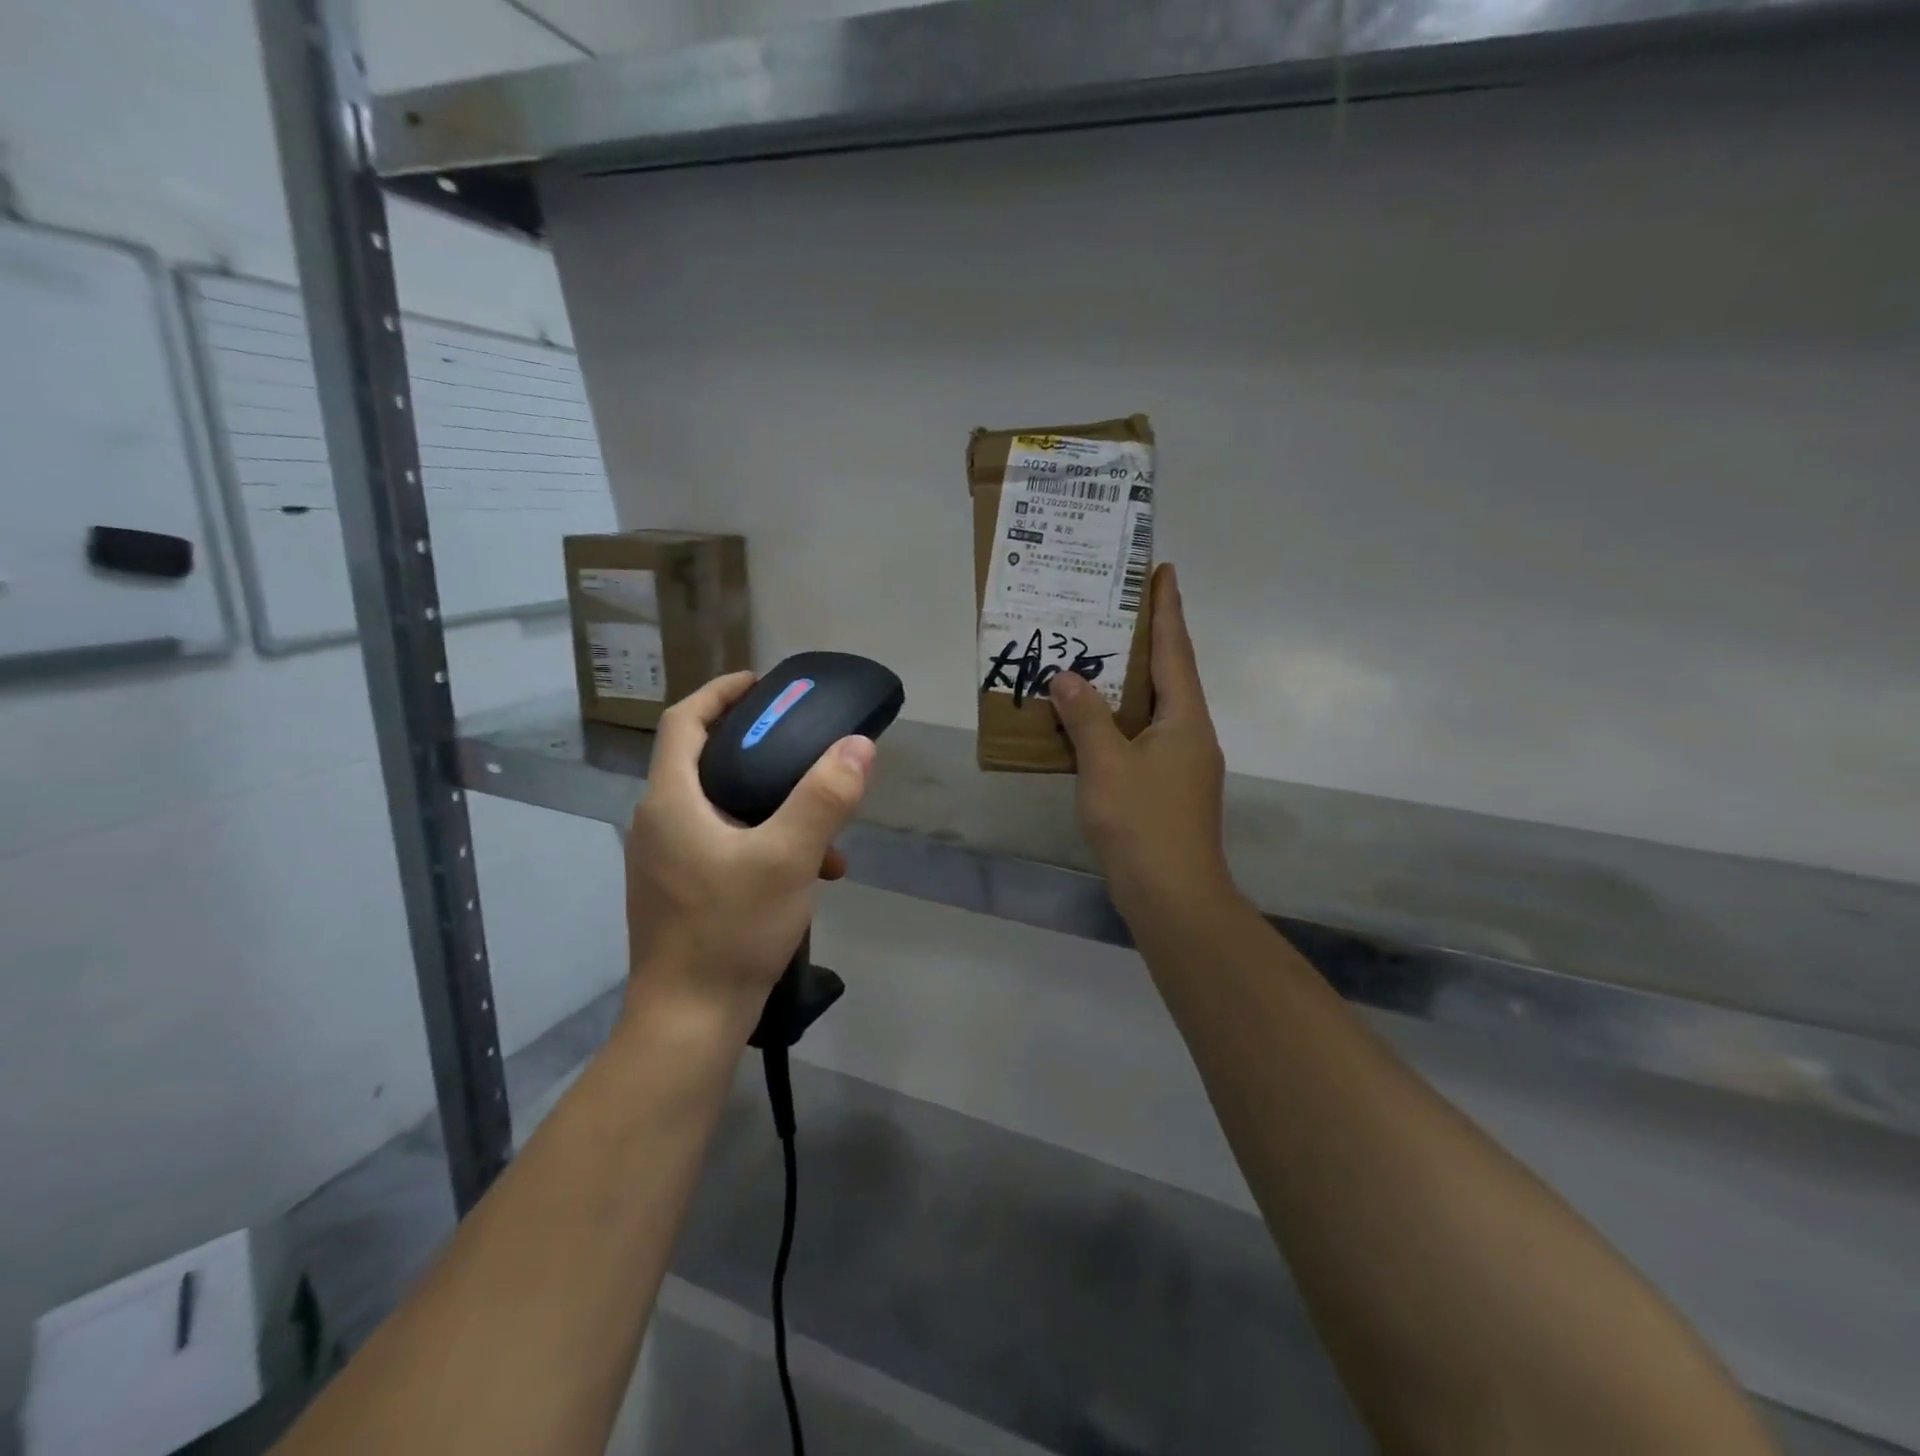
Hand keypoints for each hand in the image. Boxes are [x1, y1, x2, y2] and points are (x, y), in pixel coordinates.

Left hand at [623, 671, 875, 1038]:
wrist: (689, 1020)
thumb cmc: (730, 930)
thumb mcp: (789, 858)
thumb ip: (824, 798)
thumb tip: (858, 745)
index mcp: (670, 801)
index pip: (685, 720)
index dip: (721, 692)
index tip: (763, 684)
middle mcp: (658, 822)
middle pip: (706, 760)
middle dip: (759, 749)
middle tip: (804, 746)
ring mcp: (665, 860)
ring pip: (722, 807)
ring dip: (772, 805)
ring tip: (825, 827)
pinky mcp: (680, 890)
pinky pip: (724, 843)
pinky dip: (764, 842)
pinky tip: (810, 873)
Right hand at [1049, 564, 1232, 920]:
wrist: (1173, 896)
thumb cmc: (1143, 824)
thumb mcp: (1106, 765)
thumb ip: (1085, 717)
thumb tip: (1066, 677)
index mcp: (1185, 719)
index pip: (1175, 650)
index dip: (1167, 609)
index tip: (1162, 570)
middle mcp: (1190, 733)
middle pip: (1169, 674)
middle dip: (1146, 639)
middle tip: (1115, 608)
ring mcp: (1182, 763)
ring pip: (1153, 708)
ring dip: (1129, 681)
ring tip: (1097, 655)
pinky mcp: (1167, 787)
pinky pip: (1142, 736)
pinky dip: (1119, 719)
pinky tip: (1092, 719)